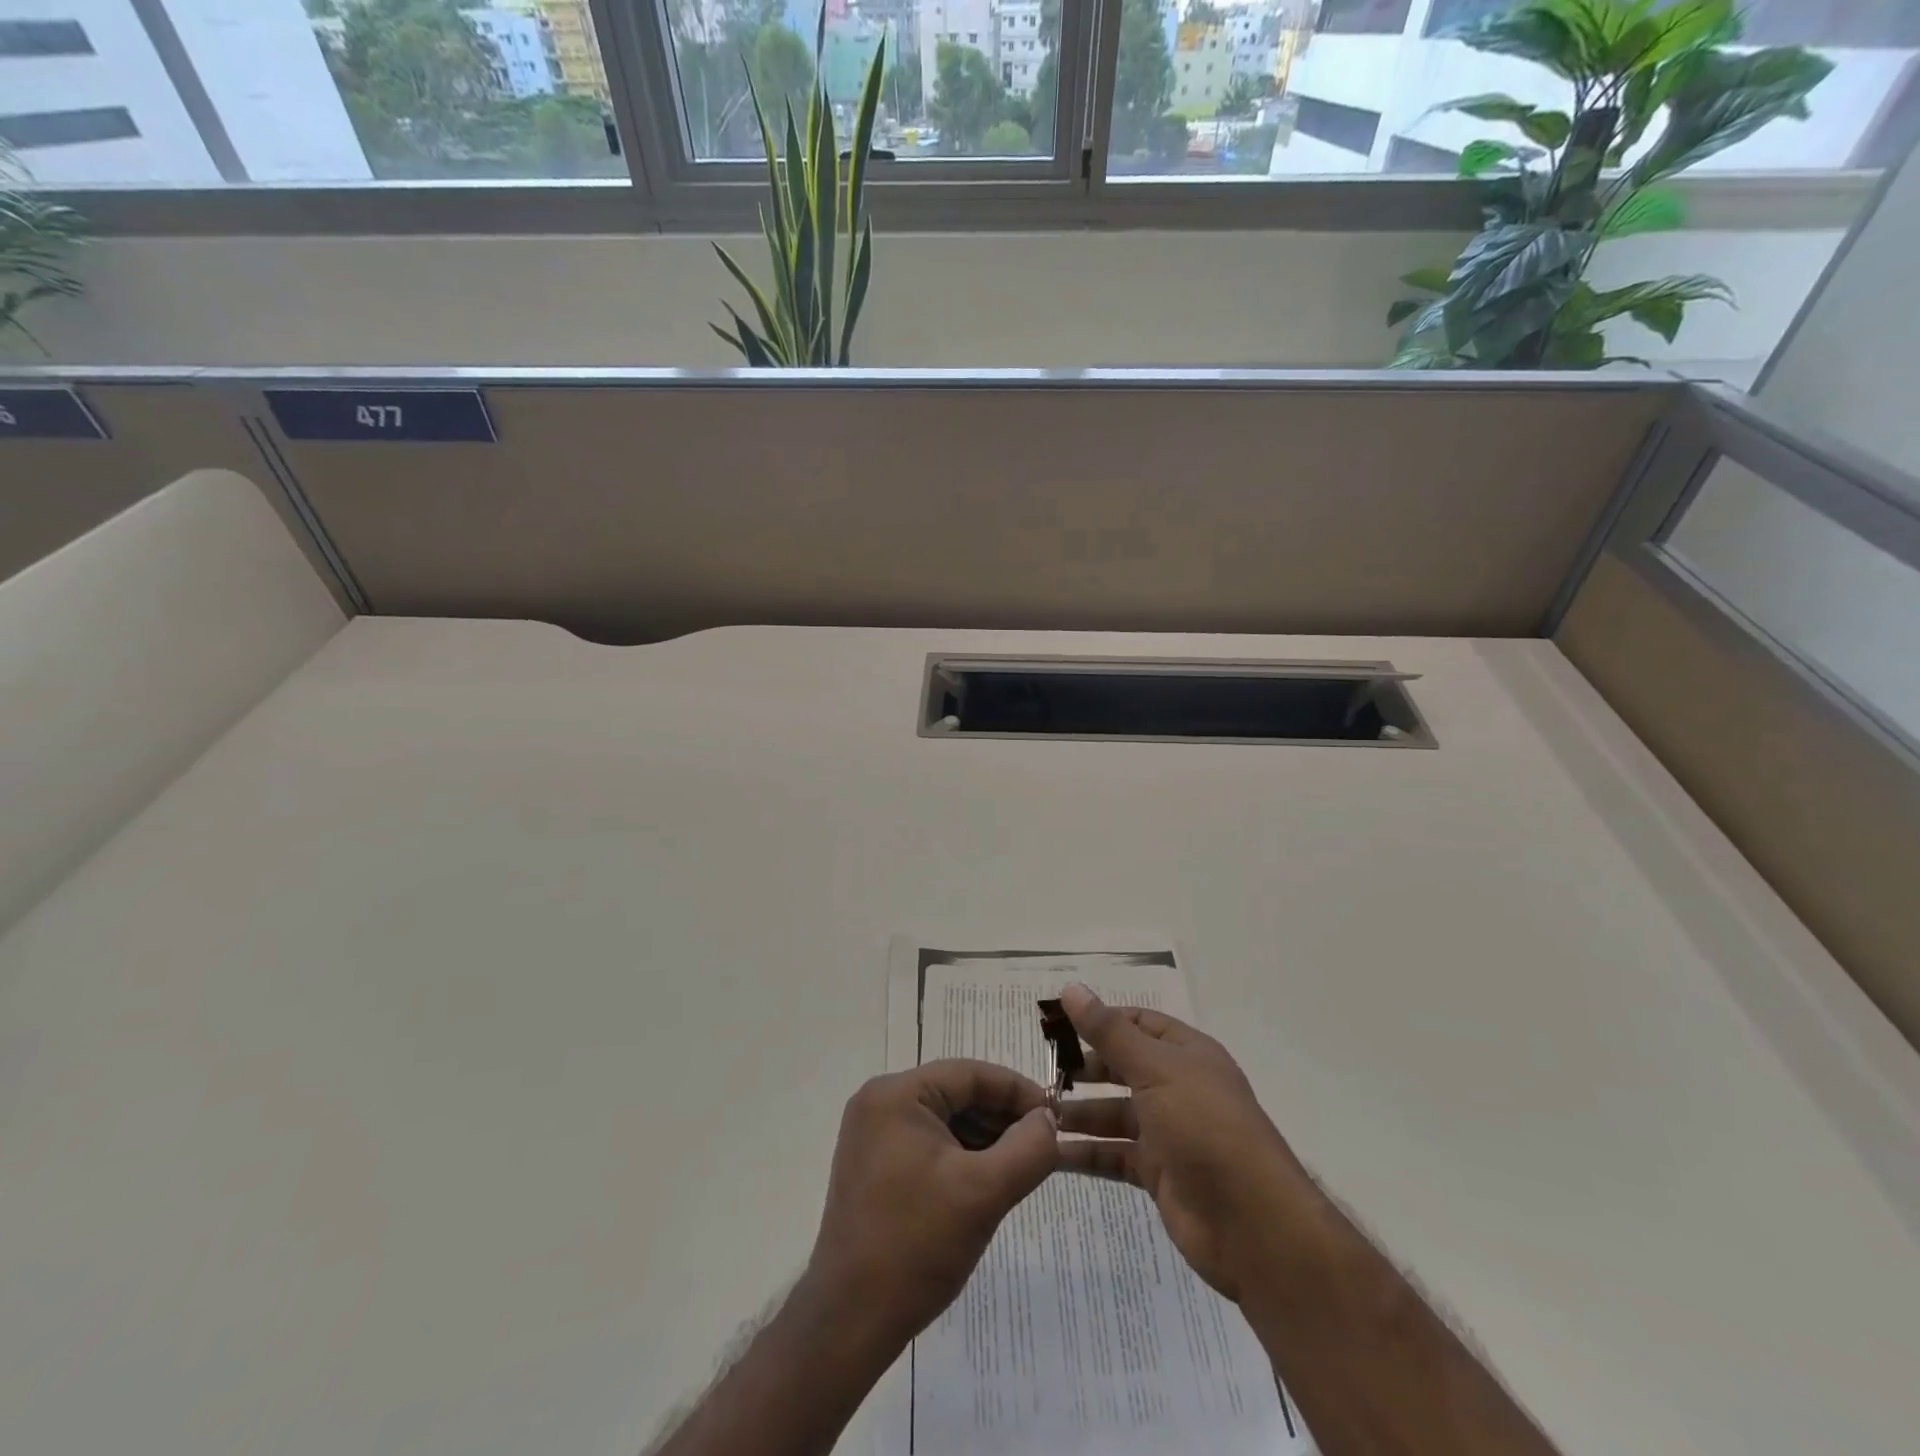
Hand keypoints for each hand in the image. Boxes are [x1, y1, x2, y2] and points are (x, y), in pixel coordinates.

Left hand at [806, 1059, 1058, 1349]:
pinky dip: (961, 1155)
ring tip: (1021, 1165)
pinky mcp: (873, 1164)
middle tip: (1043, 1145)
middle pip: (956, 1094)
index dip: (1017, 1091)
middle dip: (1001, 1117)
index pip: (969, 1074)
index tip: (1055, 1116)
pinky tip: (987, 1180)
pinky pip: (928, 1143)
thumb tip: (1048, 1120)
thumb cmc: (916, 1245)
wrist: (850, 1321)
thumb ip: (1028, 1149)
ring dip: (984, 1137)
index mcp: (896, 1094)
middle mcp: (879, 1102)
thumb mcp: (984, 1193)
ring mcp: (872, 1134)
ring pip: (944, 1119)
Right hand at [1055, 983, 1309, 1302]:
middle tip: (1042, 1072)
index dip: (1100, 1021)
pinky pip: (1114, 1155)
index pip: (1138, 1024)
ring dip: (1078, 1114)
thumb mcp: (1155, 1070)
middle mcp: (1178, 1088)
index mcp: (1186, 1054)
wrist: (1252, 1224)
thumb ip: (1110, 1033)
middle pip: (1123, 1068)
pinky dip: (1085, 1154)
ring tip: (1036, 1113)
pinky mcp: (1159, 1174)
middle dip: (1085, 1070)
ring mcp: (1169, 1133)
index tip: (1057, 1026)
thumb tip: (1071, 989)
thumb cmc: (1205, 1127)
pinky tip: (1050, 1153)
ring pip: (1114, 1114)